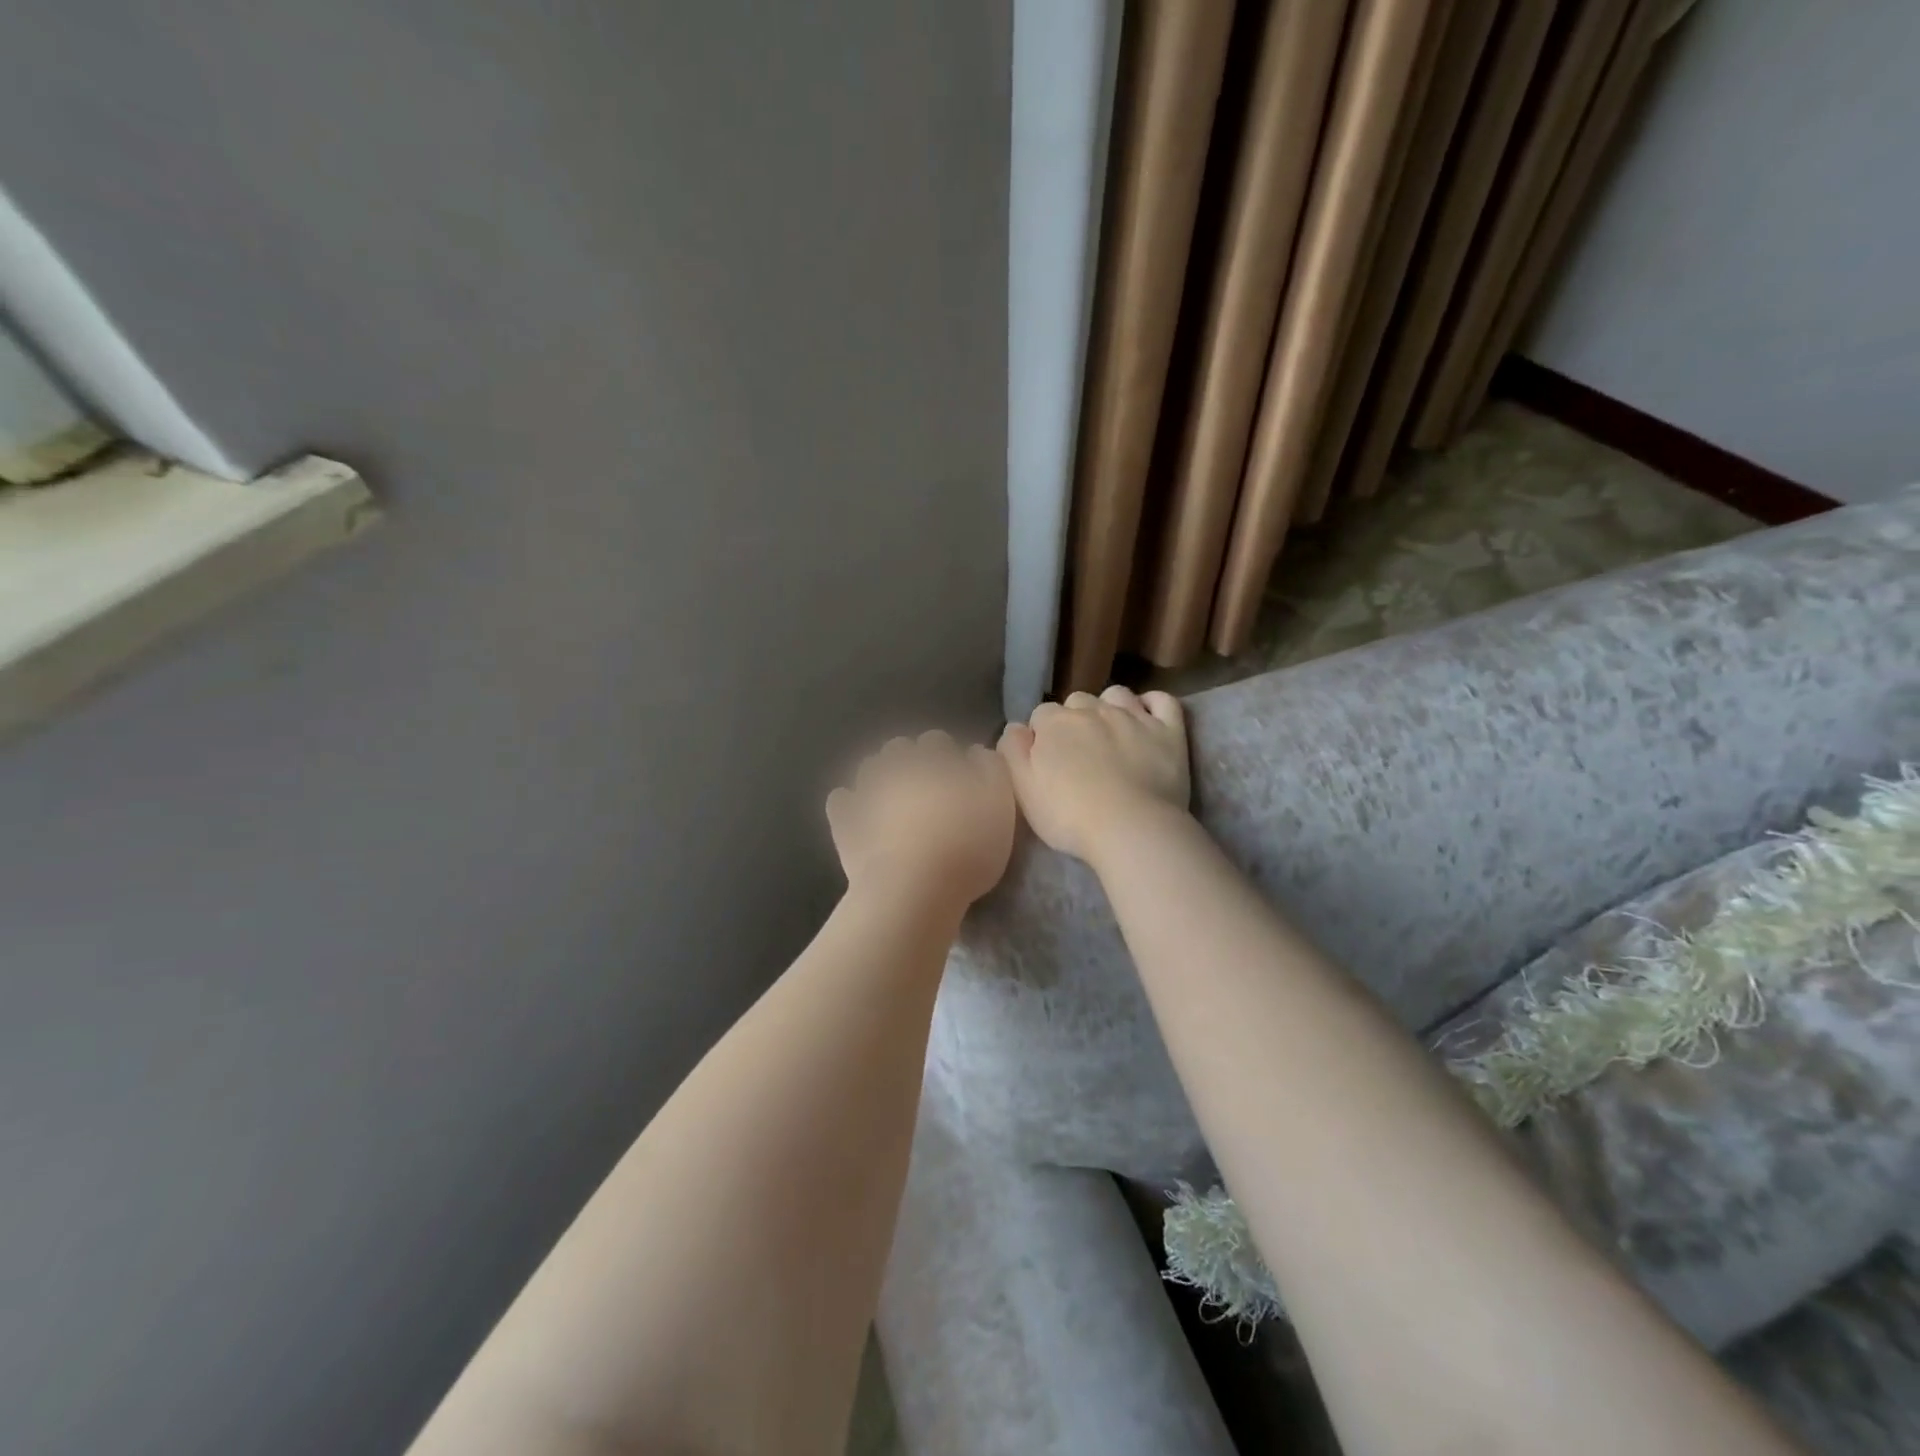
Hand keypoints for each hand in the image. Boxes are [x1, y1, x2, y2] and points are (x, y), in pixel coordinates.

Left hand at [827, 731, 1016, 912]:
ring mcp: (865, 792)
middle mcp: (895, 766)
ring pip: (870, 769)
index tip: (958, 781)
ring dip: (881, 777)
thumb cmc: (966, 846)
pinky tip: (862, 816)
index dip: (947, 758)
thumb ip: (991, 769)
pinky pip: (841, 801)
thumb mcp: (1000, 804)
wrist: (913, 889)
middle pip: (900, 749)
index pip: (937, 741)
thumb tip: (975, 752)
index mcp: (932, 758)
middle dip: (911, 762)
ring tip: (895, 803)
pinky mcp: (844, 822)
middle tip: (927, 791)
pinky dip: (850, 803)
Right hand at [998, 686, 1189, 861]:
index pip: (1041, 715)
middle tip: (1080, 753)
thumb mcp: (1023, 790)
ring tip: (1111, 734)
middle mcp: (1093, 709)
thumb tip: (1015, 728)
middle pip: (1077, 701)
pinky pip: (1162, 700)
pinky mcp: (1169, 730)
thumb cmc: (1069, 816)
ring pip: (1116, 694)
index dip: (1043, 736)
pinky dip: (1153, 704)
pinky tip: (1148, 718)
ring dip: (1110, 707)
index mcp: (1055, 723)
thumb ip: (1013, 753)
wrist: (1131, 828)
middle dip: (1075, 720)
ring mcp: (1134, 716)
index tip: (1048, 761)